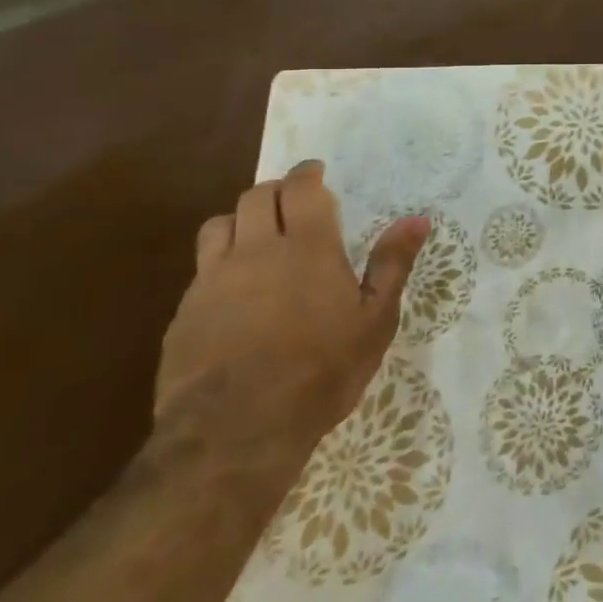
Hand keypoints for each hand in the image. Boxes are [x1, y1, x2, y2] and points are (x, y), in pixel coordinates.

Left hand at [154, 160, 429, 475]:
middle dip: (276, 191)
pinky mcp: (185, 312)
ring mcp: (213, 280)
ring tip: (258, 235)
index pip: (300, 189)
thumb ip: (392, 264)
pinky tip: (235, 287)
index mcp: (307, 246)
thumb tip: (417, 219)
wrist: (236, 430)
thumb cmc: (322, 370)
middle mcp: (256, 250)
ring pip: (219, 224)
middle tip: (293, 202)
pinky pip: (202, 267)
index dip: (307, 173)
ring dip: (241, 219)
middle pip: (256, 197)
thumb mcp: (375, 320)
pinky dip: (221, 260)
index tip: (316, 171)